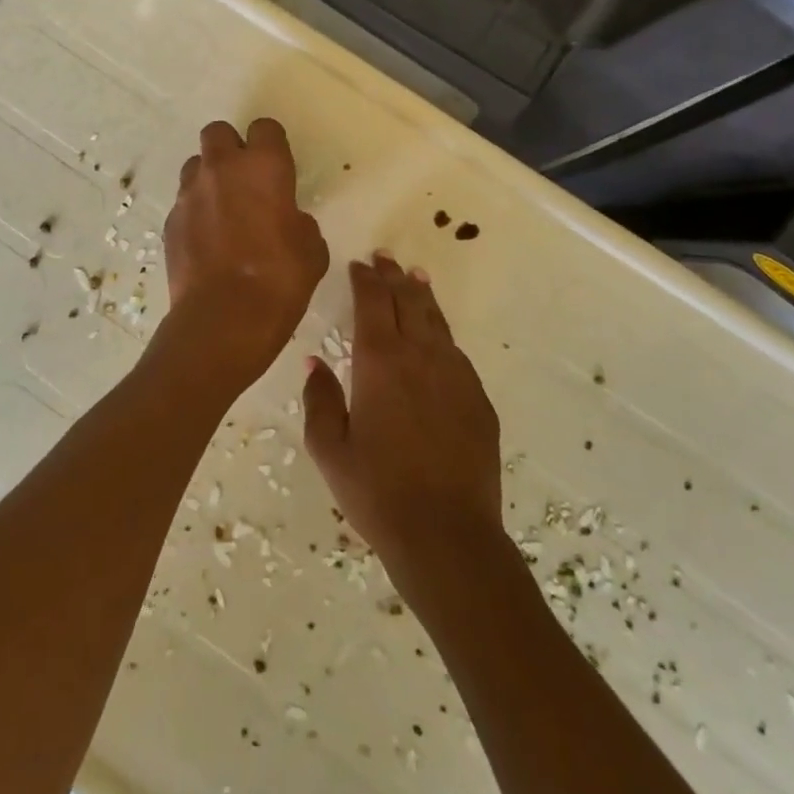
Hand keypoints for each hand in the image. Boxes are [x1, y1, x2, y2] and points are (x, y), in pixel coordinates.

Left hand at [162, 119, 328, 385]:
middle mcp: (222, 168)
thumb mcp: (312, 250)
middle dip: (231, 148)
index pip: (265, 127)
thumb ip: (299, 222)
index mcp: (264, 166)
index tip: (277, 167)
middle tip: (245, 180)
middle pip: (218, 132)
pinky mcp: (170, 221)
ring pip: (196, 165)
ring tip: (222, 211)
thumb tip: (287, 221)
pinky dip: (195, 212)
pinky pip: (184, 202)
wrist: (224, 319)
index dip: (271, 144)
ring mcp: (190, 193)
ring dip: (209, 179)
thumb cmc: (280, 280)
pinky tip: (207, 241)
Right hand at [302, 254, 503, 588]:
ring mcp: (455, 376)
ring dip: (422, 297)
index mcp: (380, 362)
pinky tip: (438, 336)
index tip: (359, 264)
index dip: (365, 280)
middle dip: (394, 277)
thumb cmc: (377, 492)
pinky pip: (456, 353)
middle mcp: (420, 357)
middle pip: (408, 302)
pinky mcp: (478, 399)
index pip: (373, 303)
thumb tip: (315, 362)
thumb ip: (320, 400)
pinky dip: (442, 333)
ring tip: (415, 278)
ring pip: (437, 322)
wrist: (448, 536)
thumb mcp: (330, 450)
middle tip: (385, 258)